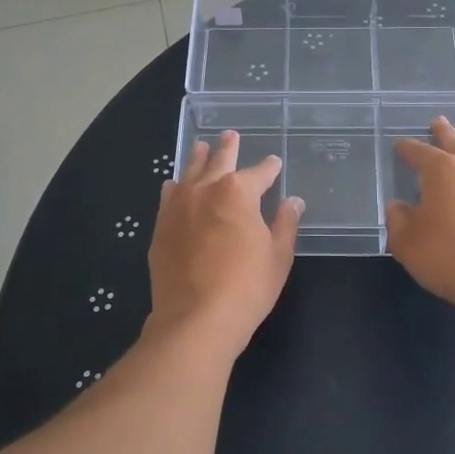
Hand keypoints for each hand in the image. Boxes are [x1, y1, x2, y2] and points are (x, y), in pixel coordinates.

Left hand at [146, 131, 302, 362]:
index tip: (274, 163)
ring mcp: (178, 206)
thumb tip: (293, 201)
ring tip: (202, 147)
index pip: (260, 173)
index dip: (269, 167)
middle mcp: (206, 189)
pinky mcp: (161, 227)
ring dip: (198, 158)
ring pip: (189, 172)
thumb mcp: (278, 256)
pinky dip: (175, 187)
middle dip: (228, 148)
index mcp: (239, 192)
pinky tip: (174, 185)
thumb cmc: (247, 287)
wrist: (195, 318)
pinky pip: (168, 196)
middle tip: (230, 135)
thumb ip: (285, 224)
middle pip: (219, 161)